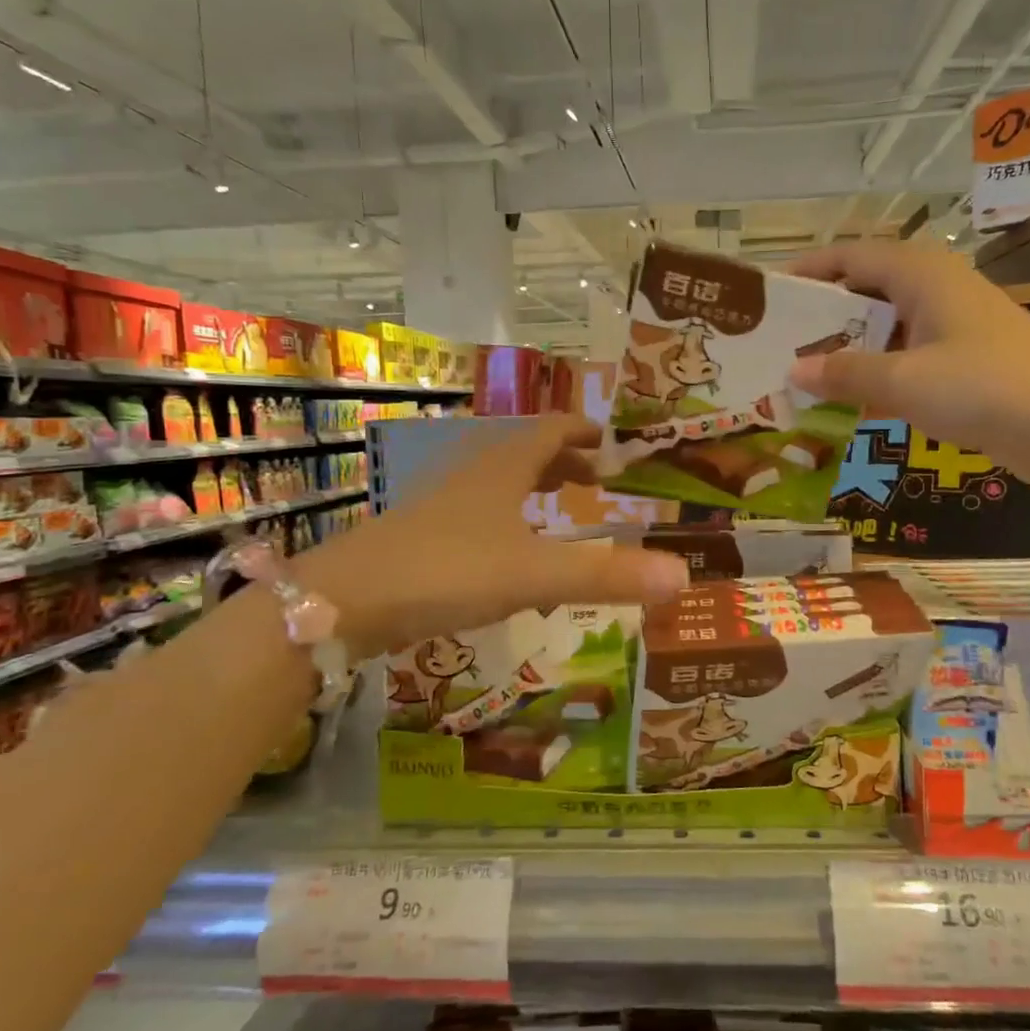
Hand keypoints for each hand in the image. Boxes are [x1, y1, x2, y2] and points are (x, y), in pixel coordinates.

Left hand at [302, 415, 689, 655]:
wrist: (345, 601)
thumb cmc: (447, 570)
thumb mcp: (535, 574)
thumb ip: (607, 576)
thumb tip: (684, 576)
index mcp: (503, 466)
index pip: (551, 429)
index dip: (584, 430)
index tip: (612, 440)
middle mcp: (472, 473)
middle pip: (525, 451)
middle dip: (564, 460)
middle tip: (597, 477)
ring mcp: (442, 503)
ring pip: (499, 481)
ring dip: (534, 486)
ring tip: (561, 506)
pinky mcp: (423, 534)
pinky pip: (478, 512)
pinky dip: (507, 518)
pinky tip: (511, 551)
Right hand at [786, 241, 1029, 483]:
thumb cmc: (988, 386)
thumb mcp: (905, 380)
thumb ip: (846, 373)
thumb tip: (793, 372)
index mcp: (920, 274)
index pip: (849, 256)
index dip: (807, 271)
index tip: (766, 296)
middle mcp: (933, 291)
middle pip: (863, 293)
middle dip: (819, 318)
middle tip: (773, 345)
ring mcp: (950, 329)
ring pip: (882, 331)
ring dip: (844, 353)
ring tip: (796, 377)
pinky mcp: (961, 364)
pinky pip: (902, 361)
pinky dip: (873, 377)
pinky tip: (844, 405)